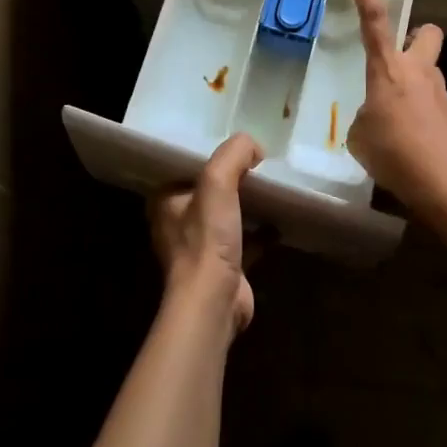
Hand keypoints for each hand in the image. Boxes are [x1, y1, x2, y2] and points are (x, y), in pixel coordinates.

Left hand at [149, 132, 261, 333]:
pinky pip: (245, 241)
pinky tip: (280, 221)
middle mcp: (178, 223)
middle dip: (232, 179)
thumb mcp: (217, 182)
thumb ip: (234, 154)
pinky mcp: (224, 268)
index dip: (210, 154)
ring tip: (271, 186)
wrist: (214, 302)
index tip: (236, 145)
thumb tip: (254, 146)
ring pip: (226, 216)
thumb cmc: (207, 239)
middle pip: (209, 190)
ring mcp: (200, 248)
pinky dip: (261, 231)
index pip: (187, 166)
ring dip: (246, 204)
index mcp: (166, 200)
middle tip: (259, 162)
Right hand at [347, 0, 446, 208]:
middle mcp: (418, 71)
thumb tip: (376, 118)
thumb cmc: (395, 153)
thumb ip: (365, 117)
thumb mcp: (360, 136)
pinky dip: (419, 116)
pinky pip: (431, 105)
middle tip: (399, 59)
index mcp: (388, 69)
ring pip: (429, 72)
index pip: (374, 20)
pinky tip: (409, 145)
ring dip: (414, 84)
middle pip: (426, 33)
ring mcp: (440, 93)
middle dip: (416, 37)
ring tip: (395, 121)